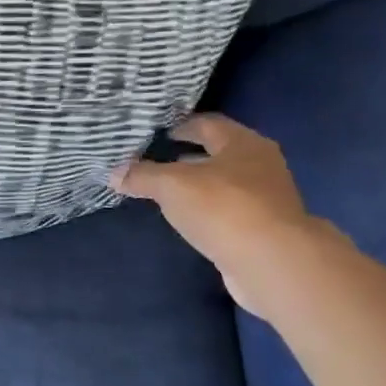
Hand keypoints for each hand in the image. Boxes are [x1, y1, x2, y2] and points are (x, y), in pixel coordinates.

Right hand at [111, 113, 329, 318]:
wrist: (272, 262)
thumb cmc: (222, 209)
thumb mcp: (172, 186)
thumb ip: (142, 176)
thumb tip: (114, 173)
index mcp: (243, 143)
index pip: (207, 123)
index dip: (180, 126)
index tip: (156, 133)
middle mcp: (260, 164)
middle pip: (219, 152)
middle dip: (188, 156)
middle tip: (156, 161)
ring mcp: (266, 197)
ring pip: (224, 183)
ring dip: (198, 185)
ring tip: (166, 192)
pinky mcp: (264, 228)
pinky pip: (228, 210)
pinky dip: (208, 210)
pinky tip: (188, 219)